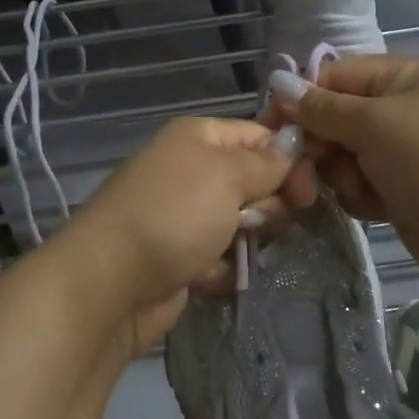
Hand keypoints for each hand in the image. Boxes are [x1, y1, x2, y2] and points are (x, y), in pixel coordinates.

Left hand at [49, 117, 306, 354]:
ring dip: (246, 242)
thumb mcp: (227, 176)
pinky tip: (207, 278)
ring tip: (231, 254)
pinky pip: (223, 258)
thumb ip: (267, 163)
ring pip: (244, 224)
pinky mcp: (182, 258)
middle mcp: (192, 171)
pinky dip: (222, 270)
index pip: (260, 136)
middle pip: (256, 182)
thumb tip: (292, 149)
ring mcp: (185, 217)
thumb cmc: (173, 215)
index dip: (289, 159)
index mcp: (199, 138)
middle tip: (257, 225)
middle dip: (267, 206)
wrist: (110, 282)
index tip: (308, 191)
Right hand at [269, 55, 418, 287]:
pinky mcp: (407, 188)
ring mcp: (408, 150)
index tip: (273, 129)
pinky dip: (362, 195)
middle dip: (323, 144)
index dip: (302, 99)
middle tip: (308, 171)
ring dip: (343, 175)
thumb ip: (321, 107)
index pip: (337, 75)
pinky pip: (364, 182)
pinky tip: (376, 208)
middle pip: (338, 117)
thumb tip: (278, 83)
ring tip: (361, 192)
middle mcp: (407, 107)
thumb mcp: (373, 124)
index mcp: (407, 76)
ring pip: (346, 154)